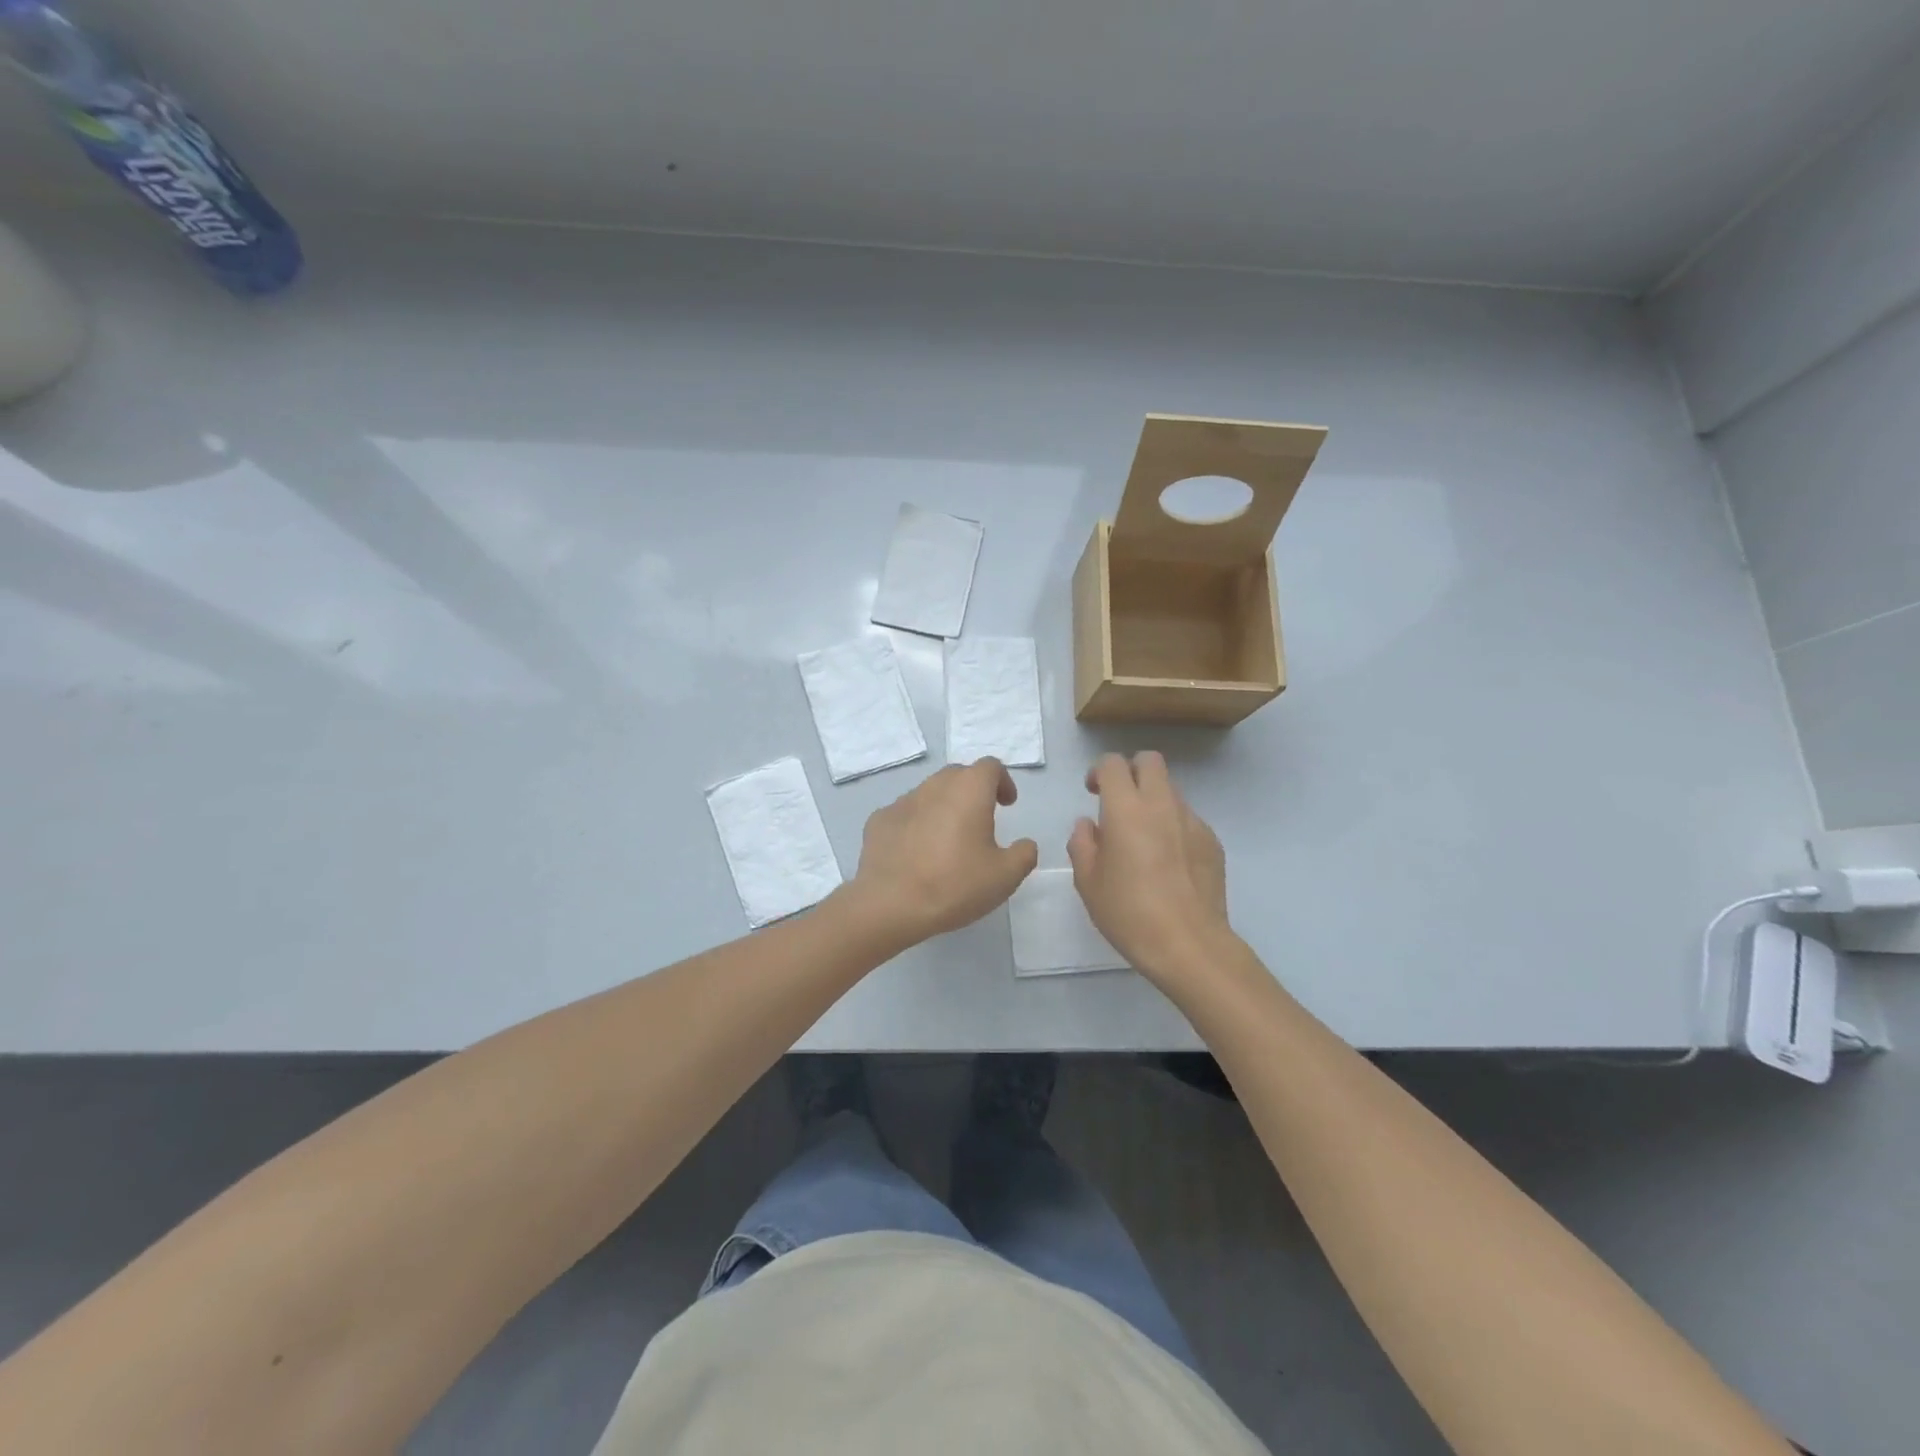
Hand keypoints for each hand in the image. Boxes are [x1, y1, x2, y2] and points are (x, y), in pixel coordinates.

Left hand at [847, 759, 1038, 944]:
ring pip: (929, 793)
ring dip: (943, 806)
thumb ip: (1024, 854)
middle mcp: (935, 786)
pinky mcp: (879, 820)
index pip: (990, 767)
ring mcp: (902, 801)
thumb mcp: (1005, 877)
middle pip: (958, 775)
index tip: (1007, 805)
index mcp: (969, 791)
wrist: (889, 904)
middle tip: (981, 819)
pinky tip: (917, 852)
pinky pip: (905, 814)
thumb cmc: (954, 885)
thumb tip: (1024, 844)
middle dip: (973, 790)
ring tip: (948, 839)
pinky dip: (916, 824)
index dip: (1002, 781)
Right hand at [1068, 752, 1231, 983]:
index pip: (1113, 764)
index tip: (1093, 793)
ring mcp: (1192, 821)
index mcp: (1126, 809)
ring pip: (1171, 790)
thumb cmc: (1128, 912)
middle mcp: (1161, 805)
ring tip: (1144, 839)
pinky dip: (1174, 827)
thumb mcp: (1088, 882)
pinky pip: (1188, 820)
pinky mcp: (1213, 842)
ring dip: (1153, 800)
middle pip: (1150, 761)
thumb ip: (1082, 844)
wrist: (1189, 945)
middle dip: (1132, 771)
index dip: (1100, 772)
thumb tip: (1089, 825)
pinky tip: (1168, 863)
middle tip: (1119, 802)